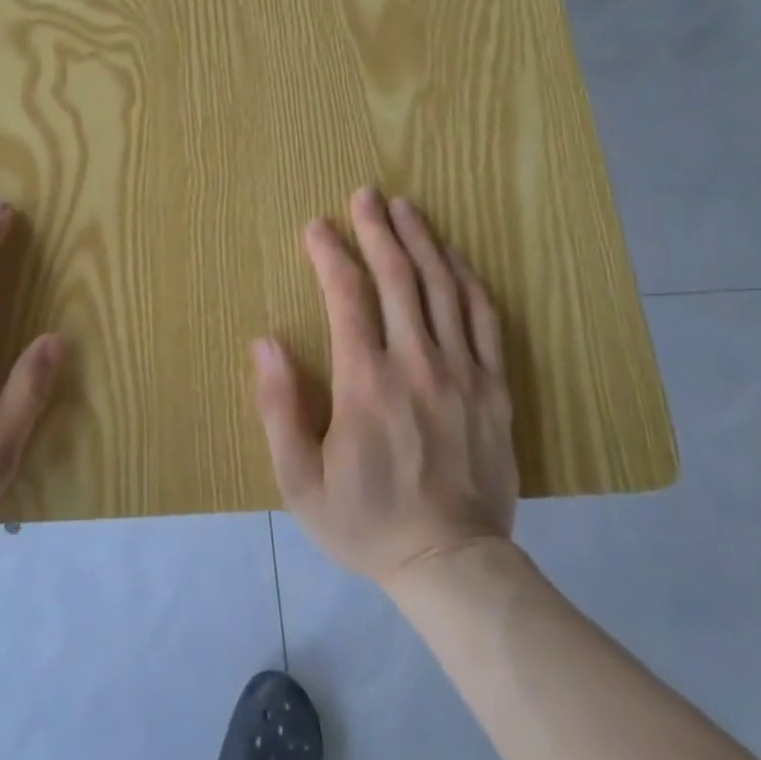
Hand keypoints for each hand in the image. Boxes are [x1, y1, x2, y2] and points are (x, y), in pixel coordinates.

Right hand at [252, 188, 516, 587]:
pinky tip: (454, 257)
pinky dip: (468, 280)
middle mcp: (416, 364)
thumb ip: (279, 407)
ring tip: (406, 207)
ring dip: (422, 241)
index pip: (346, 295)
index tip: (316, 225)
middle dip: (378, 229)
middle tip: (366, 193)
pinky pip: (484, 319)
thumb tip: (265, 342)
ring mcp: (462, 372)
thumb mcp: (299, 480)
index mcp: (365, 382)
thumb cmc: (366, 521)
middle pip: (397, 277)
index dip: (330, 252)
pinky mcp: (495, 388)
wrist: (453, 565)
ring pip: (443, 288)